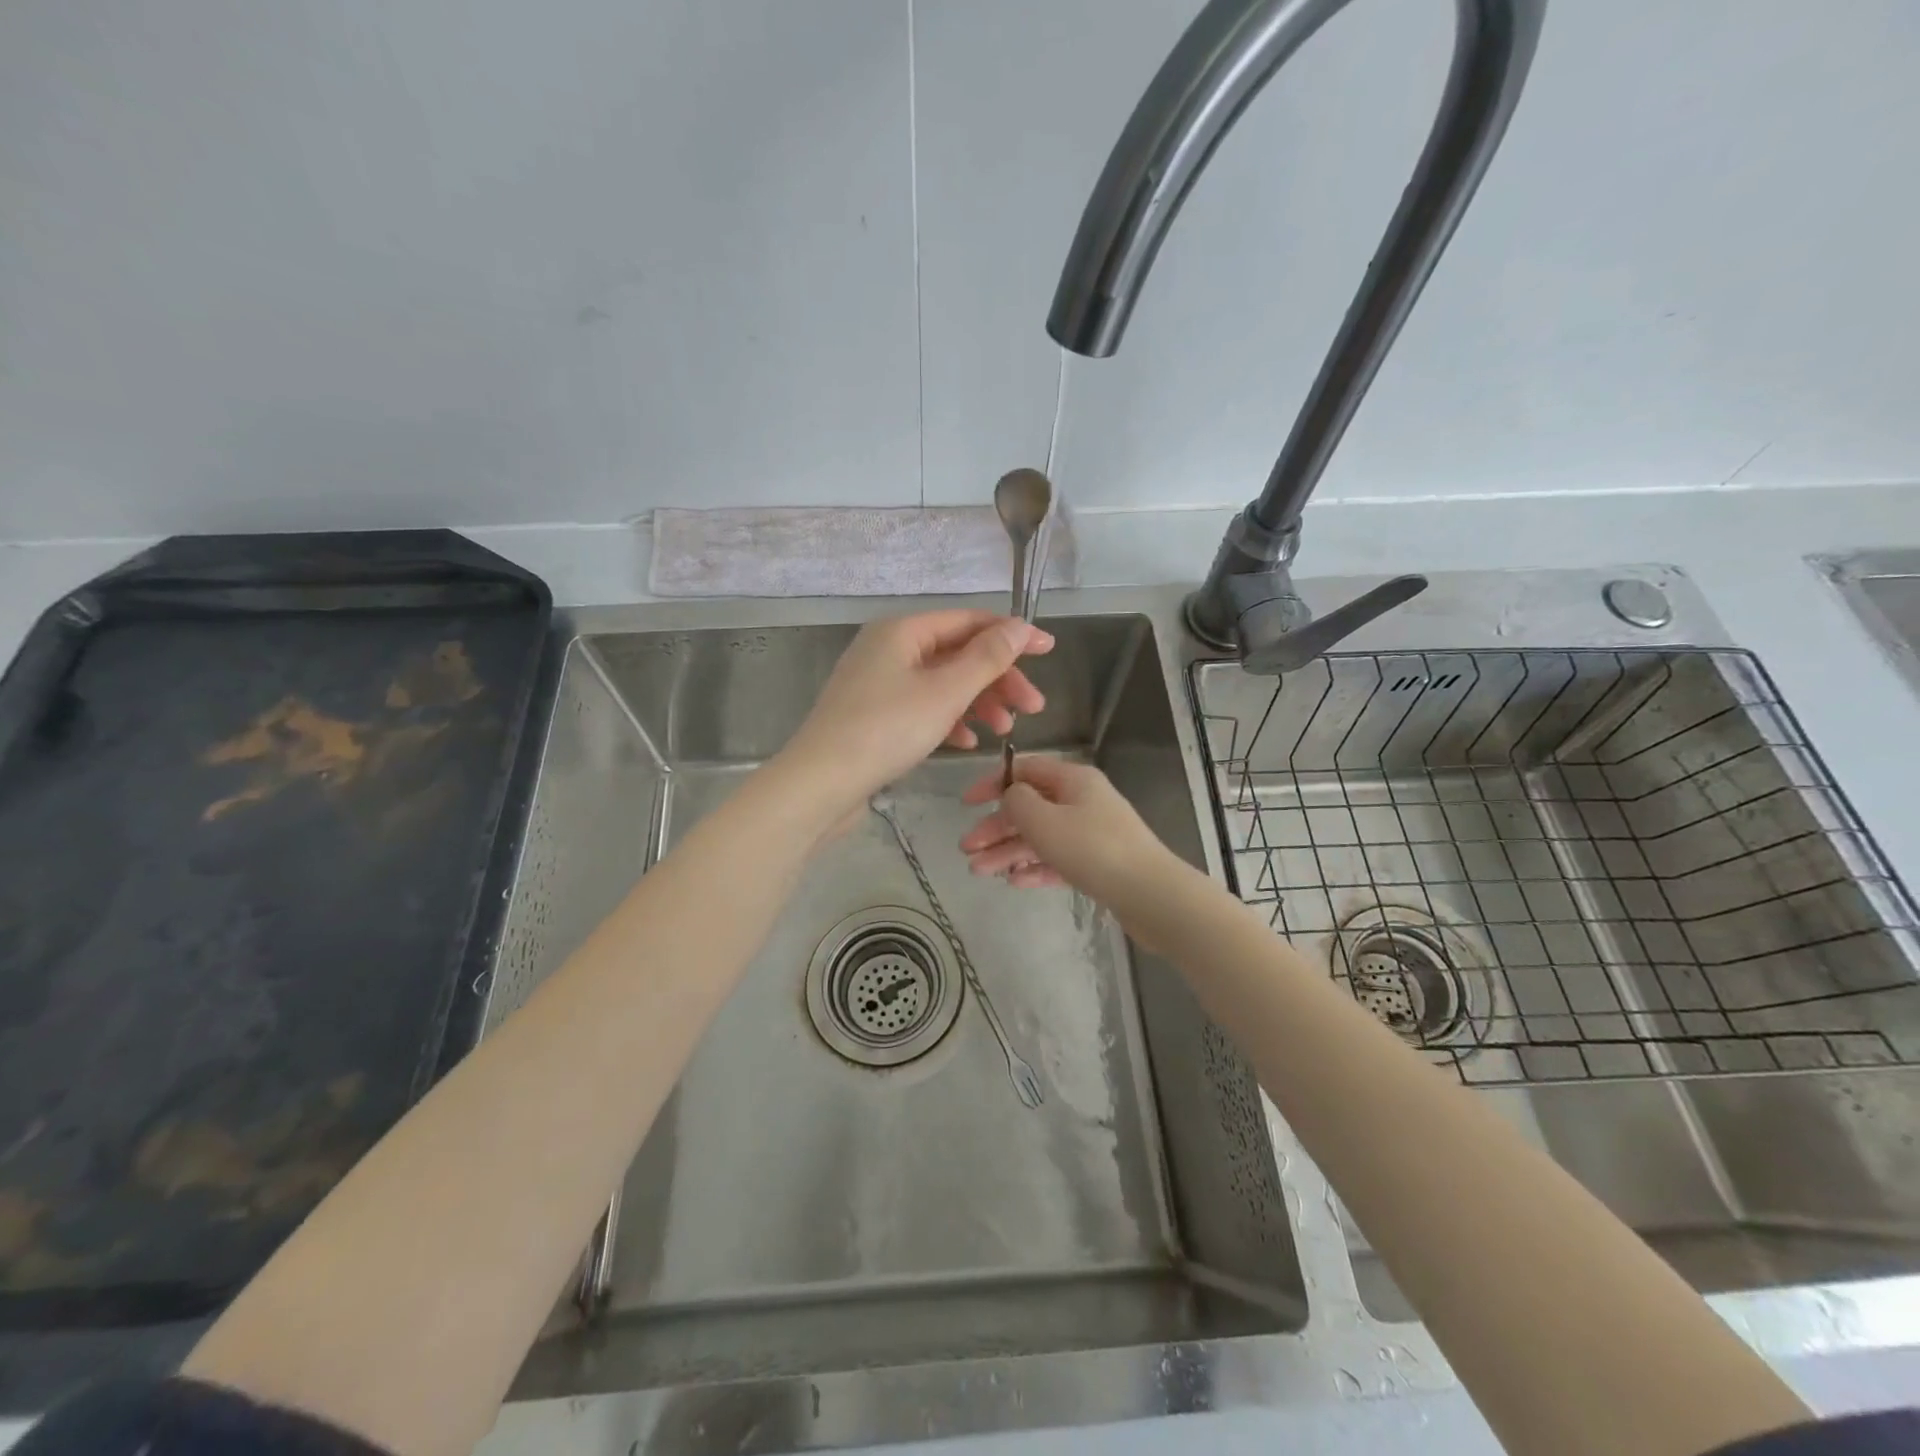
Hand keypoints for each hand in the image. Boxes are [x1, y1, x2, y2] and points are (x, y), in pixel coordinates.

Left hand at [778, 611, 1053, 816]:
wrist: (821, 783)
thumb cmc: (887, 730)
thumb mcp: (946, 692)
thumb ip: (987, 658)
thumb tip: (1020, 626)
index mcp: (903, 631)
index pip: (969, 621)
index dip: (1012, 635)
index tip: (1049, 652)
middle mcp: (888, 648)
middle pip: (957, 654)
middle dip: (998, 679)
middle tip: (1033, 708)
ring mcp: (878, 682)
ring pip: (942, 683)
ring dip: (978, 702)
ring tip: (1005, 730)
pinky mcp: (873, 714)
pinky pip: (922, 706)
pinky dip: (949, 719)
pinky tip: (967, 743)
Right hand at [959, 757, 1174, 901]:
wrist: (1150, 894)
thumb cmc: (1092, 849)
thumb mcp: (1044, 820)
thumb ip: (1017, 801)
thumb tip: (1011, 795)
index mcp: (1073, 780)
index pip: (1025, 770)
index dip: (993, 784)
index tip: (966, 804)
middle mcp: (1083, 801)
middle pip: (1030, 807)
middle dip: (996, 828)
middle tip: (966, 850)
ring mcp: (1092, 833)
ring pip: (1041, 837)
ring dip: (1008, 851)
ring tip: (980, 872)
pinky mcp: (1099, 864)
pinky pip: (1058, 860)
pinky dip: (1035, 867)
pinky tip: (1014, 882)